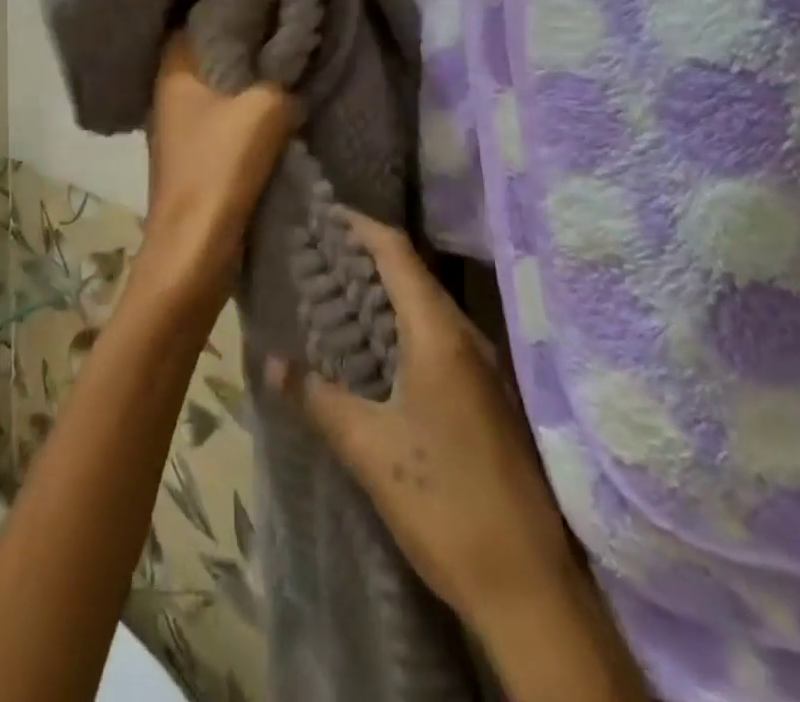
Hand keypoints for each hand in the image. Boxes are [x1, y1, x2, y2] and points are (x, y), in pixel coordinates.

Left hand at [133, 34, 295, 321]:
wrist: (193, 250)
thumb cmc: (219, 169)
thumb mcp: (264, 111)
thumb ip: (283, 77)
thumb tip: (294, 63)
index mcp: (173, 67)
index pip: (197, 13)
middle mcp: (168, 87)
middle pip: (209, 46)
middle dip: (246, 32)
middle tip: (285, 14)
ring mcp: (179, 119)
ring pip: (218, 78)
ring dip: (249, 69)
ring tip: (288, 49)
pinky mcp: (194, 146)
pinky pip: (223, 107)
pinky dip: (246, 99)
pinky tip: (277, 95)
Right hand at [265, 210, 573, 635]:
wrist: (528, 585)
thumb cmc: (443, 502)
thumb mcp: (369, 449)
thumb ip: (318, 398)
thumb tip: (271, 362)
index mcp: (439, 334)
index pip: (396, 252)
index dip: (359, 225)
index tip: (322, 214)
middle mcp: (464, 336)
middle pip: (411, 271)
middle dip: (364, 254)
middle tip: (316, 252)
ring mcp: (481, 365)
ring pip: (425, 303)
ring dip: (382, 290)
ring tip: (335, 290)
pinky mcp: (485, 393)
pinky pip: (437, 334)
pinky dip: (400, 321)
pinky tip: (372, 344)